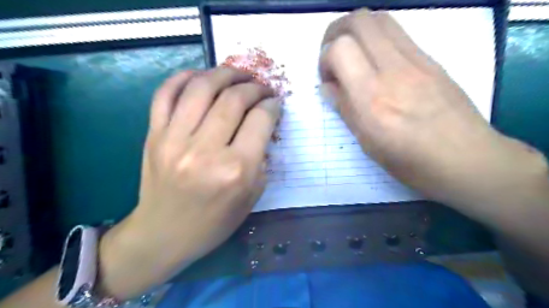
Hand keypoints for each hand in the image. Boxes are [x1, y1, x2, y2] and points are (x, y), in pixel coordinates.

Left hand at [97, 66, 279, 298]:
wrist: (163, 234)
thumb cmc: (214, 222)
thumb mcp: (252, 196)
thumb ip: (261, 158)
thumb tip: (262, 125)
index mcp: (236, 170)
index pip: (260, 120)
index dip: (272, 105)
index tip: (275, 103)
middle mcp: (205, 150)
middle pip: (234, 98)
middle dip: (254, 86)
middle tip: (261, 88)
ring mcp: (174, 139)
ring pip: (202, 87)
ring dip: (225, 73)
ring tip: (237, 74)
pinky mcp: (153, 135)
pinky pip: (166, 93)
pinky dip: (185, 77)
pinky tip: (202, 76)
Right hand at [321, 9, 545, 211]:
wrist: (466, 160)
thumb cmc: (410, 161)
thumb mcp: (367, 142)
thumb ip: (345, 108)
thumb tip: (327, 86)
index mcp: (372, 97)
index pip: (341, 48)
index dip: (324, 58)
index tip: (327, 79)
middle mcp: (393, 70)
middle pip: (360, 20)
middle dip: (336, 31)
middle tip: (332, 55)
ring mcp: (417, 61)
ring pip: (381, 19)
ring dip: (357, 30)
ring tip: (352, 54)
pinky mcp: (431, 60)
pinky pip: (399, 34)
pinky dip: (378, 39)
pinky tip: (376, 63)